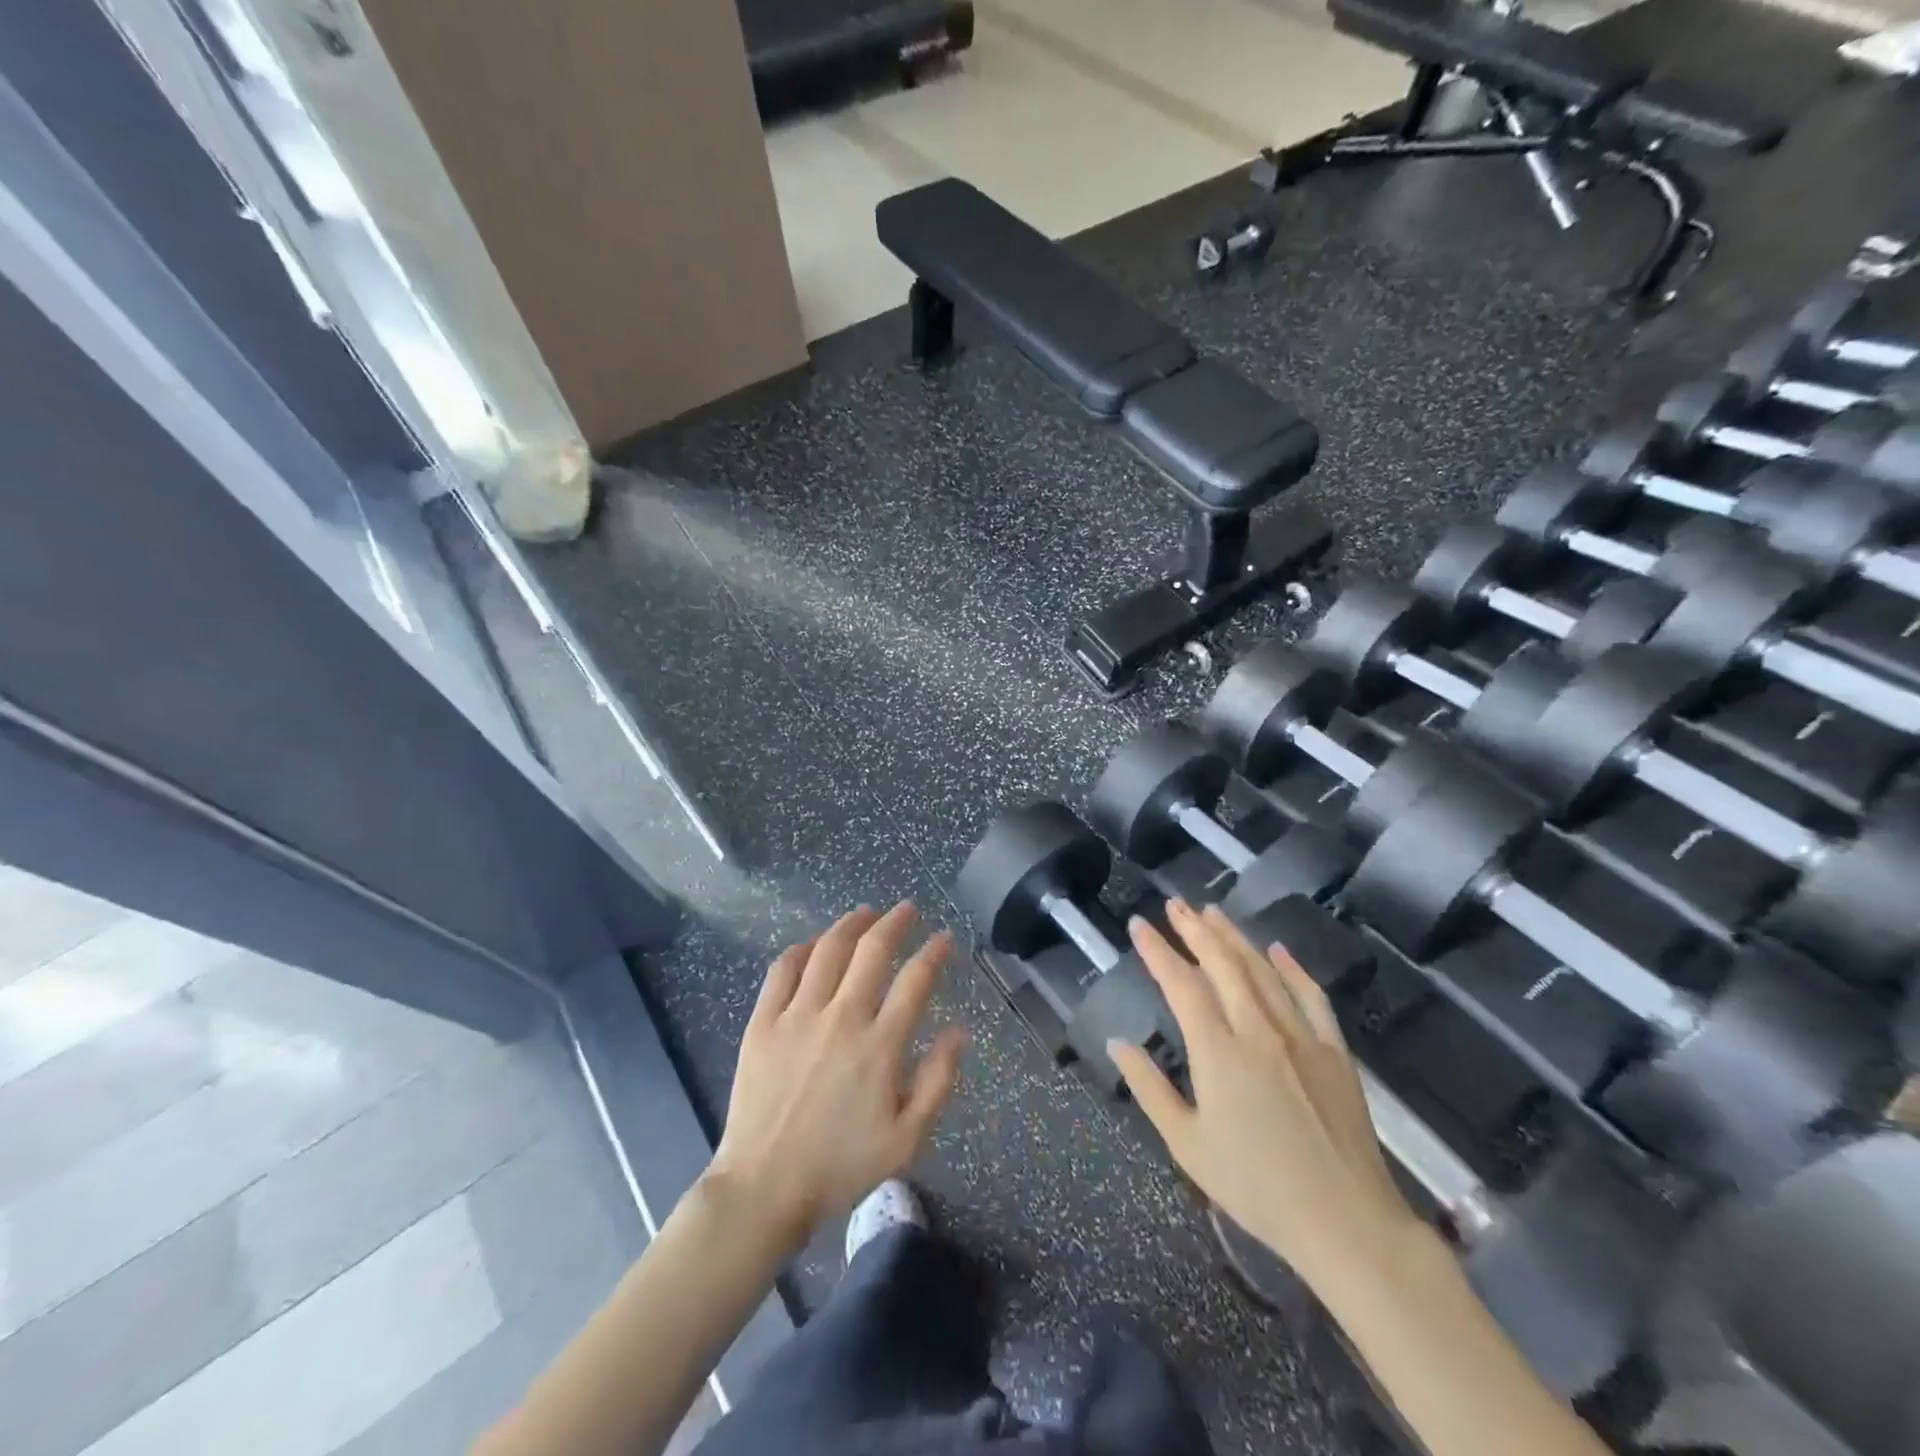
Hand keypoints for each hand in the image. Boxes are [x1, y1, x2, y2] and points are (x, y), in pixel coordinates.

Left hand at [707, 903, 966, 1247]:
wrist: (764, 1189)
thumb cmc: (840, 1166)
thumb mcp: (906, 1140)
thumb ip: (938, 1081)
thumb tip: (958, 1031)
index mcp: (880, 1046)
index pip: (915, 980)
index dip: (933, 952)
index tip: (943, 938)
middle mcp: (842, 1018)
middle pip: (872, 951)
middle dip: (895, 922)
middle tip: (907, 909)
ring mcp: (798, 1016)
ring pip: (828, 950)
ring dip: (851, 925)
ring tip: (865, 913)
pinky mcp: (763, 1022)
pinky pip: (783, 970)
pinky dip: (801, 949)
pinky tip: (813, 944)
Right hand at [1109, 901, 1417, 1291]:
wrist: (1346, 1221)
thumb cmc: (1256, 1187)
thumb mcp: (1187, 1144)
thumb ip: (1149, 1088)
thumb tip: (1119, 1042)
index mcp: (1218, 1051)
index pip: (1181, 984)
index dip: (1157, 951)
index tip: (1139, 925)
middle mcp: (1258, 1029)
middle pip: (1222, 964)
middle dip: (1194, 929)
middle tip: (1175, 904)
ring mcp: (1301, 1036)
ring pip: (1262, 970)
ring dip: (1234, 937)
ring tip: (1212, 913)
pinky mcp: (1334, 1050)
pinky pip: (1310, 995)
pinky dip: (1291, 968)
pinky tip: (1277, 950)